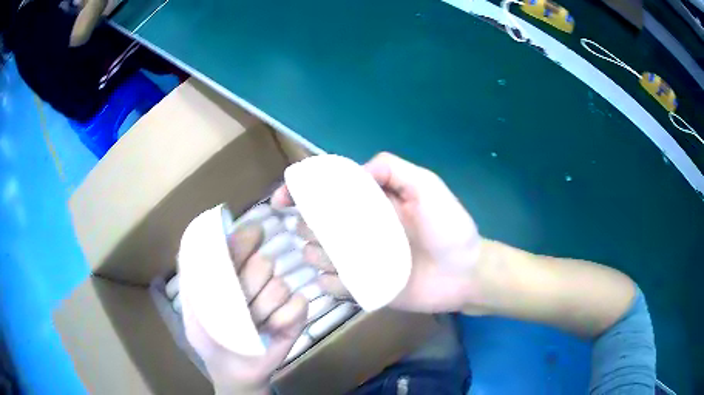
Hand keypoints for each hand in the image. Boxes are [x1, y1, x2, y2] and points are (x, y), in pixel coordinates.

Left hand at [182, 223, 307, 394]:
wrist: (232, 370)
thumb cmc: (209, 338)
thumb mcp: (191, 308)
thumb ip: (191, 277)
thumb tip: (196, 241)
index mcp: (234, 273)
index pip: (244, 242)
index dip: (246, 238)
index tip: (250, 237)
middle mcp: (258, 280)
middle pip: (264, 263)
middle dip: (249, 286)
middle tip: (238, 307)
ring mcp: (279, 298)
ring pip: (279, 286)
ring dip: (262, 310)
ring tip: (251, 326)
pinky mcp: (296, 316)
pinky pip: (298, 304)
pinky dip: (284, 318)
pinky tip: (271, 330)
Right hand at [272, 152, 484, 313]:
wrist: (465, 274)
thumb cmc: (450, 229)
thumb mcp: (427, 186)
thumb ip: (393, 169)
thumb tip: (354, 171)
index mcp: (369, 204)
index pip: (325, 194)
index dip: (299, 194)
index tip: (281, 201)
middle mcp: (358, 230)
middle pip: (313, 226)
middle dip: (308, 227)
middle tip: (327, 234)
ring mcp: (358, 261)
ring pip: (316, 256)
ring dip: (316, 255)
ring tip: (339, 258)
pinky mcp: (362, 287)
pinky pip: (331, 285)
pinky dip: (330, 282)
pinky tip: (345, 280)